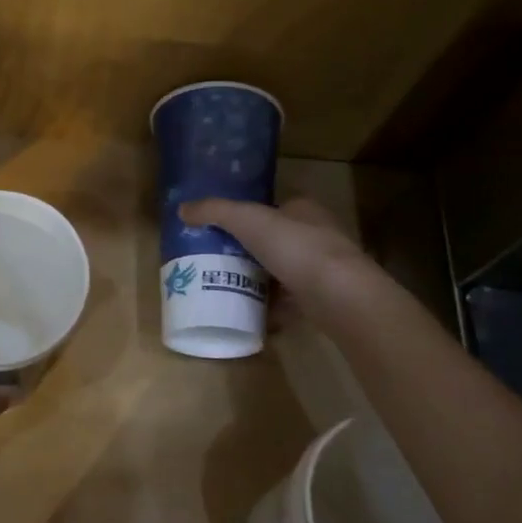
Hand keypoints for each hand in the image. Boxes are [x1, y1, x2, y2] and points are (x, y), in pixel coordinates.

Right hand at [177, 196, 374, 325]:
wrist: (340, 296)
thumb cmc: (295, 247)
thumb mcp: (247, 220)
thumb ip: (215, 211)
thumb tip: (182, 209)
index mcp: (304, 209)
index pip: (275, 207)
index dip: (250, 216)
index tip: (224, 230)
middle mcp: (319, 235)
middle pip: (278, 240)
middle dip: (252, 251)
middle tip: (220, 262)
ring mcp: (325, 269)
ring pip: (285, 272)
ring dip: (262, 280)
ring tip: (231, 289)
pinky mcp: (326, 299)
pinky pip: (292, 301)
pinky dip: (274, 308)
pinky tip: (253, 315)